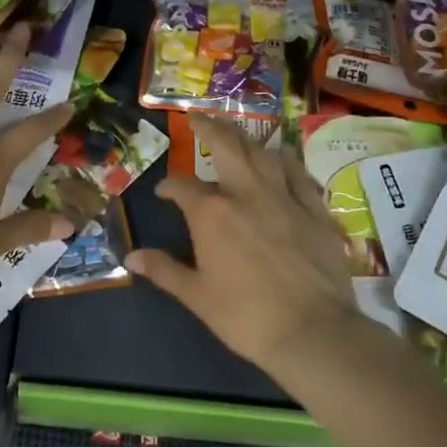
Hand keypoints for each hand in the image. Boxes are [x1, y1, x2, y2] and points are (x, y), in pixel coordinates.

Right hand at [129, 113, 361, 369]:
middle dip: (209, 127)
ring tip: (237, 134)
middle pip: (227, 146)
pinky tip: (282, 157)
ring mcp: (284, 197)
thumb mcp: (197, 296)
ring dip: (247, 140)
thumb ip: (164, 270)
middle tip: (198, 115)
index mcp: (212, 213)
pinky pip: (299, 173)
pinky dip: (287, 161)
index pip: (182, 187)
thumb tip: (131, 257)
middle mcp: (246, 193)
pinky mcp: (315, 210)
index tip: (163, 192)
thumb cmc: (246, 316)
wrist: (312, 331)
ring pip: (264, 153)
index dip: (169, 186)